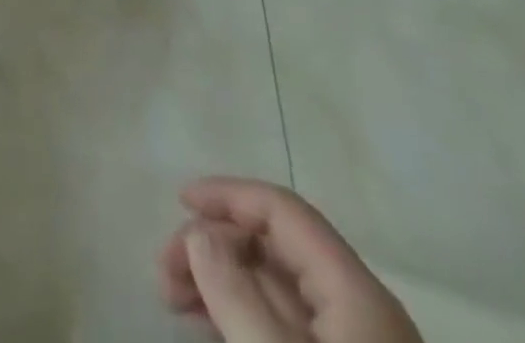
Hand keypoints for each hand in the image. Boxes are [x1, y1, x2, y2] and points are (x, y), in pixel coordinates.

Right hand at [160, 179, 421, 342]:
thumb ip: (237, 296)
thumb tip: (200, 233)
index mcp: (356, 293)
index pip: (284, 211)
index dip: (228, 195)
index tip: (178, 203)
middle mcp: (360, 311)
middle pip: (276, 248)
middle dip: (215, 247)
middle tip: (165, 274)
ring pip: (276, 290)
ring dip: (221, 283)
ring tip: (175, 303)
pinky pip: (283, 329)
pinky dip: (241, 319)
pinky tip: (209, 331)